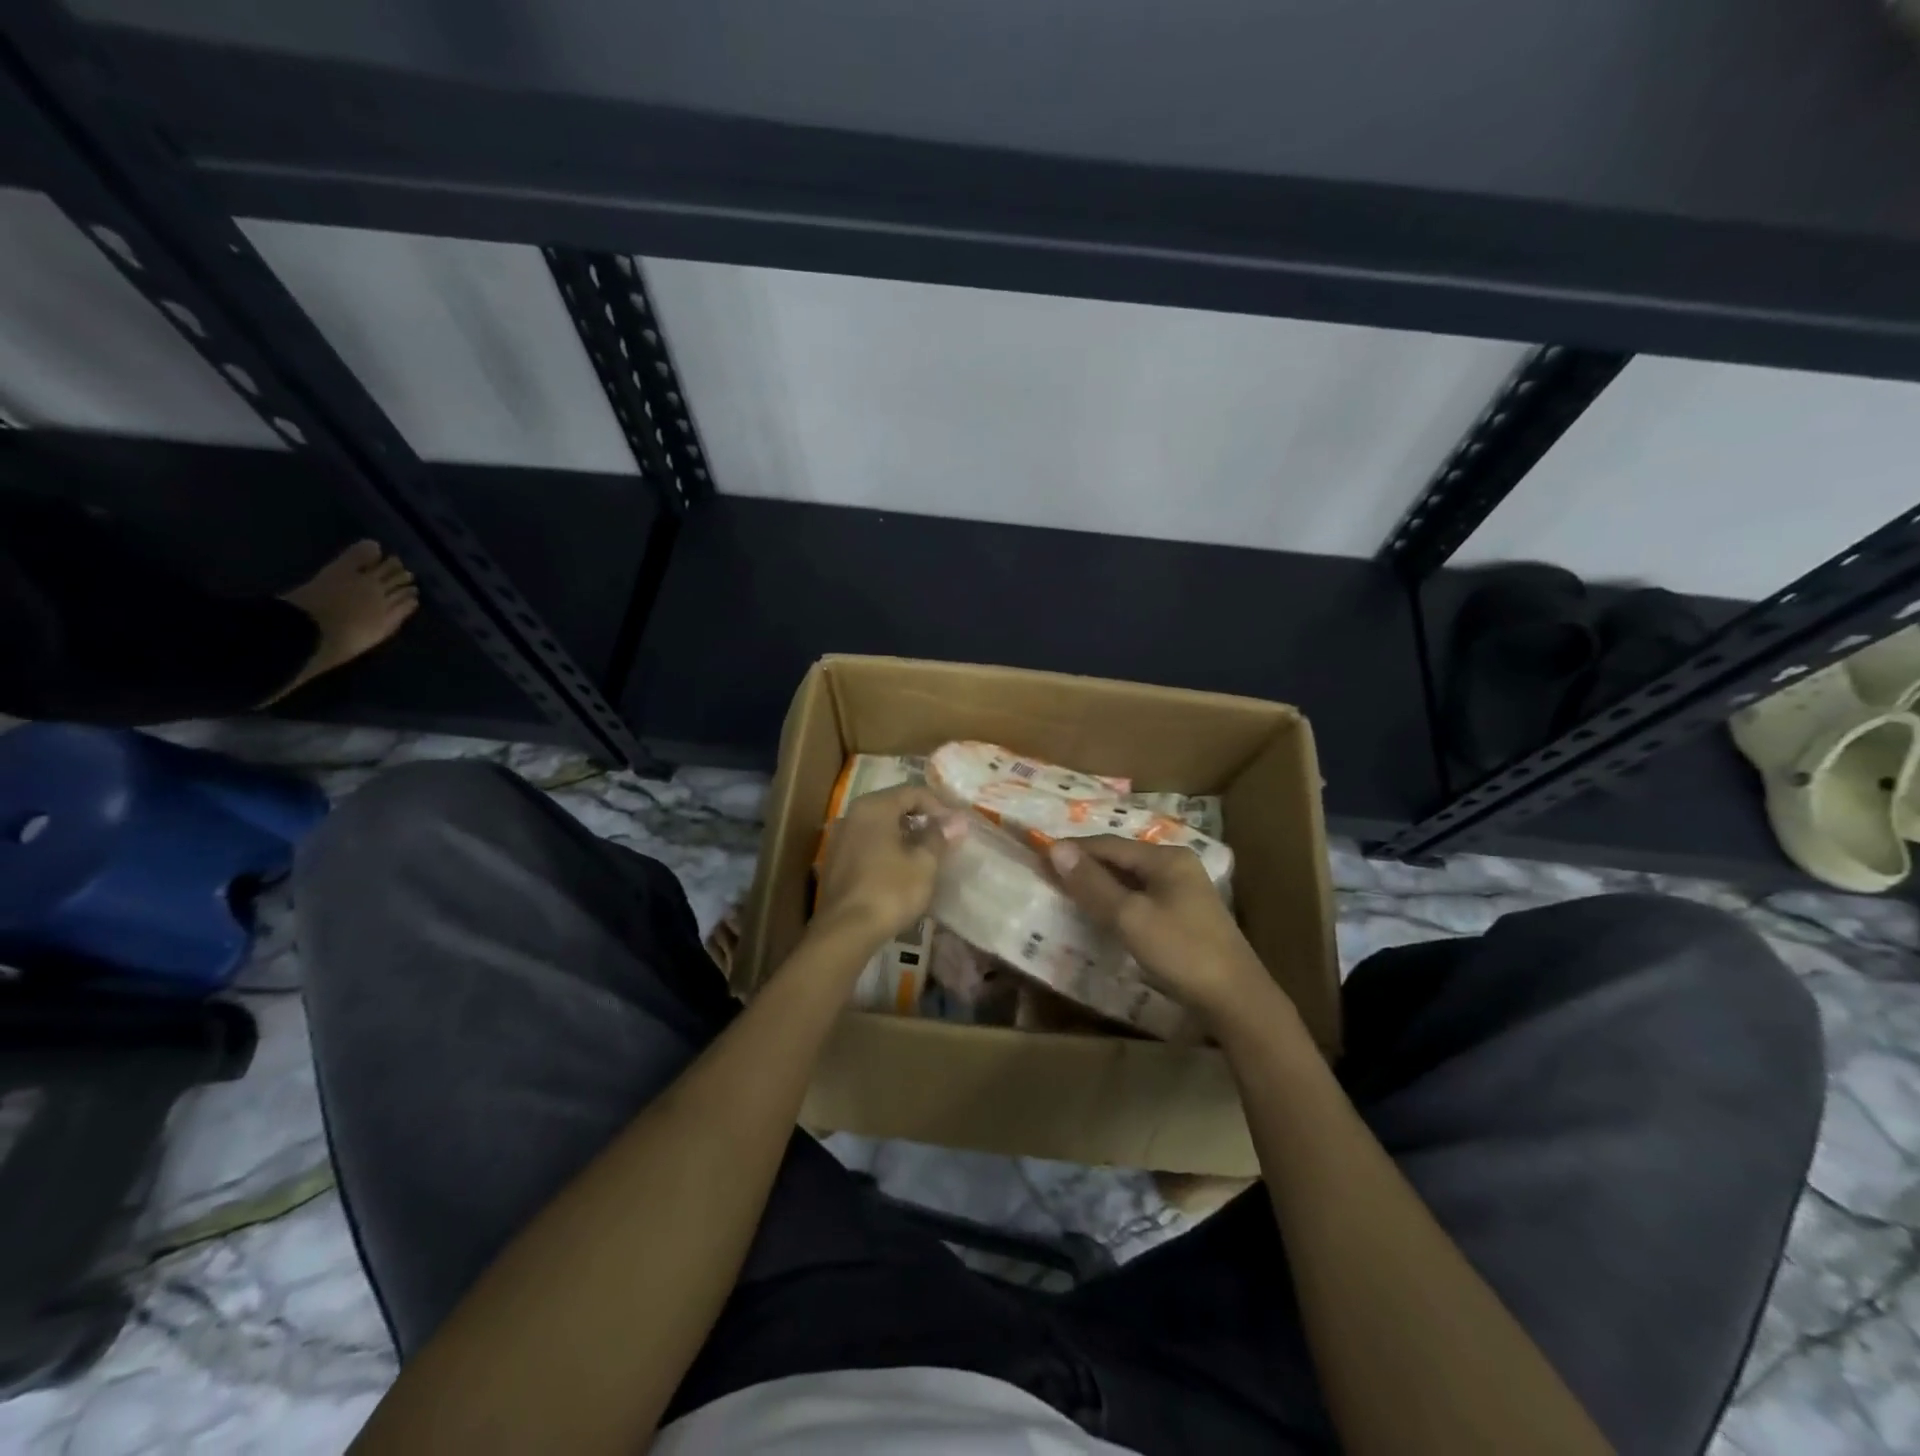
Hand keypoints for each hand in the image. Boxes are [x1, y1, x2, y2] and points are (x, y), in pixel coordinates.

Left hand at [814, 784, 966, 945]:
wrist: (845, 931)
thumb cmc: (890, 890)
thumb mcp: (924, 863)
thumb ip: (939, 836)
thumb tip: (957, 820)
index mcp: (874, 807)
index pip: (912, 792)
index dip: (938, 806)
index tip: (955, 827)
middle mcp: (852, 814)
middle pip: (893, 805)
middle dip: (920, 818)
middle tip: (943, 838)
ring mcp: (839, 838)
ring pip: (878, 825)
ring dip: (903, 834)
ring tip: (924, 854)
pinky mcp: (834, 861)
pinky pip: (866, 843)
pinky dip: (886, 848)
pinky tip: (900, 869)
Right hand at [1047, 836, 1276, 1024]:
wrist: (1236, 1000)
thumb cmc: (1181, 952)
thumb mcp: (1130, 917)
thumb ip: (1093, 883)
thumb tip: (1055, 848)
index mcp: (1166, 857)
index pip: (1108, 844)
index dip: (1073, 850)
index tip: (1039, 857)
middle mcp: (1176, 865)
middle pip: (1121, 858)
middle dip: (1085, 866)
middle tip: (1049, 877)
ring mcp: (1183, 890)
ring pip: (1130, 879)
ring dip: (1100, 885)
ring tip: (1068, 894)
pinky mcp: (1185, 915)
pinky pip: (1141, 897)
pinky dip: (1117, 901)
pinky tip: (1102, 914)